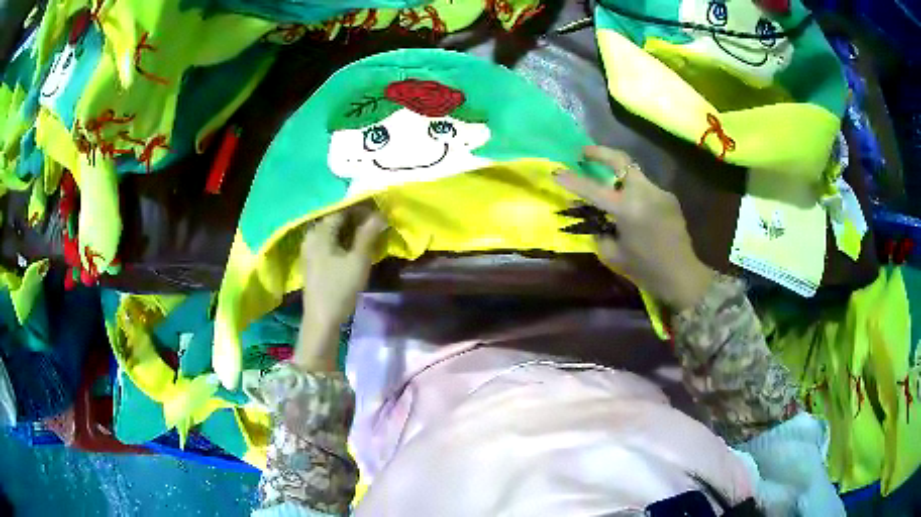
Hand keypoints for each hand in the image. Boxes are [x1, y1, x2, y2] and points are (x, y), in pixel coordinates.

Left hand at [296, 206, 387, 369]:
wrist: (321, 319)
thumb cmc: (340, 288)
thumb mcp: (358, 260)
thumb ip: (368, 234)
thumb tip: (380, 213)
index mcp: (320, 232)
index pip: (342, 210)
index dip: (361, 209)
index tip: (380, 212)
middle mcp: (311, 236)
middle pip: (336, 220)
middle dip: (357, 219)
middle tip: (377, 223)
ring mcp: (309, 249)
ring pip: (333, 232)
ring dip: (351, 230)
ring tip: (369, 234)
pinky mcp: (312, 261)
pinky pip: (329, 242)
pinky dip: (343, 241)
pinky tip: (355, 248)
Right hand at [555, 146, 714, 310]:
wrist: (682, 276)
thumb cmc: (646, 270)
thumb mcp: (613, 256)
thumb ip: (600, 234)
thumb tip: (597, 222)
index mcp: (628, 209)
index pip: (593, 189)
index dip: (572, 180)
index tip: (556, 172)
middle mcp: (644, 192)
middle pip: (621, 159)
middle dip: (600, 153)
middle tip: (584, 153)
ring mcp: (659, 192)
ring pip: (634, 174)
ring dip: (619, 176)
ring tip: (609, 188)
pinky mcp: (669, 198)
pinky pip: (646, 189)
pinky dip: (634, 192)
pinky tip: (633, 209)